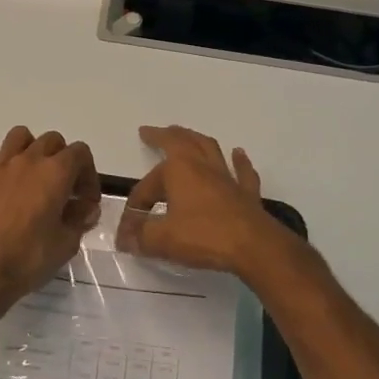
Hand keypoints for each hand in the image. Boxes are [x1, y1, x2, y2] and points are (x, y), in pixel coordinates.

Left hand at [0, 126, 100, 309]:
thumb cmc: (26, 259)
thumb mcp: (65, 245)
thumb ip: (79, 220)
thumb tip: (86, 208)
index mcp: (56, 173)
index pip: (81, 152)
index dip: (88, 174)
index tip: (85, 200)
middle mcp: (29, 159)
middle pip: (52, 140)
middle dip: (63, 160)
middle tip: (62, 189)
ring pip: (20, 136)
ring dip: (31, 149)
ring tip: (31, 175)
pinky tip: (1, 181)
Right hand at [118, 126, 303, 281]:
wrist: (254, 246)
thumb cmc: (204, 237)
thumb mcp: (163, 239)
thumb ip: (140, 236)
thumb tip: (124, 237)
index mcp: (178, 170)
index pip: (147, 185)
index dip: (135, 205)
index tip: (129, 228)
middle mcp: (202, 166)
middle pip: (182, 141)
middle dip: (164, 136)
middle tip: (153, 132)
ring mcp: (227, 177)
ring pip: (210, 148)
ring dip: (196, 140)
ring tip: (187, 135)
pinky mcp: (246, 192)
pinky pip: (242, 171)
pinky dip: (239, 161)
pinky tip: (238, 153)